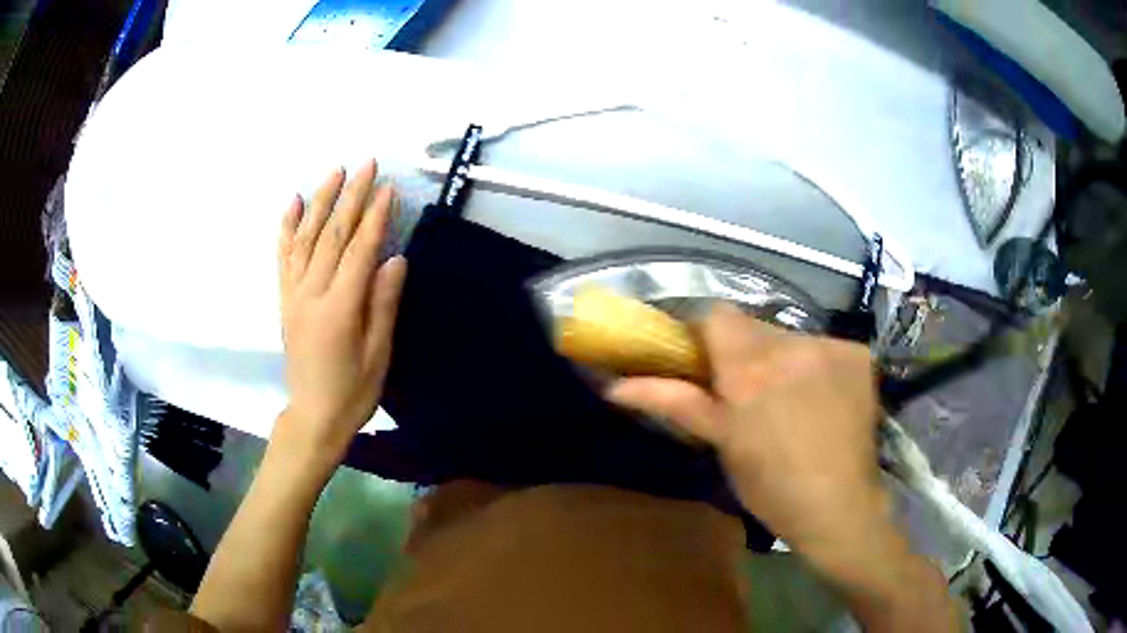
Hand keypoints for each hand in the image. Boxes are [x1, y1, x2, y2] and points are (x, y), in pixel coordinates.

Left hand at [275, 160, 406, 459]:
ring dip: (320, 201)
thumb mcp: (379, 354)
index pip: (359, 250)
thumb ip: (383, 304)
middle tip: (366, 164)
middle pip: (331, 235)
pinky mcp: (285, 299)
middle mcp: (311, 293)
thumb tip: (394, 258)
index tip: (388, 187)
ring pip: (305, 238)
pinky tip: (293, 203)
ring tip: (334, 172)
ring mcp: (293, 294)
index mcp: (339, 308)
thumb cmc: (353, 391)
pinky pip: (283, 256)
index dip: (375, 217)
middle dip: (351, 197)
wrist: (313, 415)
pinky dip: (287, 227)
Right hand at [606, 303, 884, 556]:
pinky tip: (822, 399)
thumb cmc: (771, 486)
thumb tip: (616, 386)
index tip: (705, 363)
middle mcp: (791, 344)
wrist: (840, 508)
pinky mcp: (858, 354)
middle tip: (747, 393)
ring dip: (780, 359)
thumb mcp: (721, 444)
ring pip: (788, 337)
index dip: (705, 334)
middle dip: (743, 352)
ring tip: (789, 401)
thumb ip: (675, 402)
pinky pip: (823, 346)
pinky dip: (816, 364)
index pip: (715, 314)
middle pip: (753, 326)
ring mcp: (830, 345)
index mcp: (749, 369)